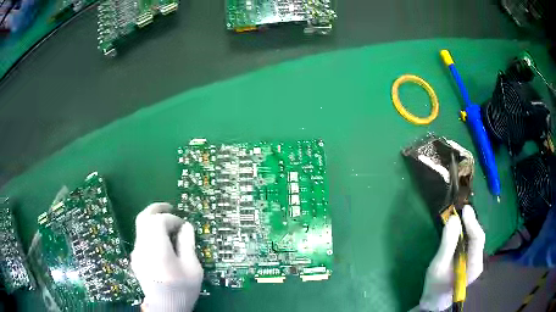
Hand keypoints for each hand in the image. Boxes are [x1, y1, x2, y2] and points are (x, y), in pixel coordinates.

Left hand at [131, 203, 202, 311]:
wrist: (165, 308)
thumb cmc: (182, 290)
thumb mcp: (192, 269)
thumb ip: (187, 245)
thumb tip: (186, 226)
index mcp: (157, 249)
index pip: (158, 221)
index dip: (171, 218)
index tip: (183, 225)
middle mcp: (142, 247)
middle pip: (143, 218)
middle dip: (156, 209)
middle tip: (169, 207)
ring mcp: (136, 253)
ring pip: (140, 227)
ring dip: (153, 221)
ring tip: (167, 224)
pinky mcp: (135, 259)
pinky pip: (141, 238)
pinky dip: (150, 232)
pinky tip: (161, 240)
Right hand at [419, 205, 484, 311]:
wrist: (435, 300)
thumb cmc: (436, 286)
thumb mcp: (438, 266)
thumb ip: (447, 244)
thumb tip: (454, 219)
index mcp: (474, 265)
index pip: (478, 239)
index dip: (472, 222)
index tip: (464, 209)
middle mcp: (478, 261)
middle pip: (478, 236)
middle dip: (470, 222)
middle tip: (460, 210)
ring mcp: (475, 260)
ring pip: (474, 238)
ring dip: (467, 226)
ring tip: (459, 216)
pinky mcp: (470, 259)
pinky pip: (470, 241)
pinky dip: (465, 232)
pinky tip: (459, 228)